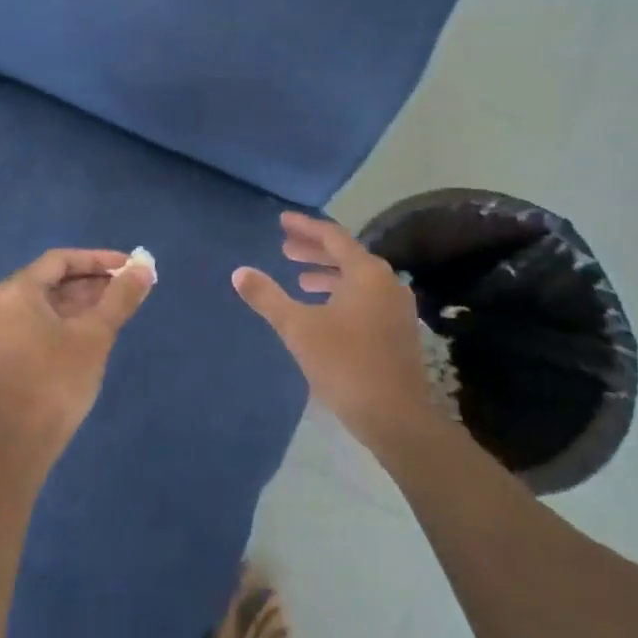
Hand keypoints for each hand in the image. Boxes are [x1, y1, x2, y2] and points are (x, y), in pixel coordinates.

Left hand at [0, 249, 154, 453]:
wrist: (14, 447)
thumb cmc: (56, 381)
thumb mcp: (95, 335)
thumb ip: (120, 297)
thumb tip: (144, 268)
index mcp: (14, 292)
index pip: (60, 260)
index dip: (98, 260)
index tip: (129, 267)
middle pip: (47, 283)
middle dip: (89, 285)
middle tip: (125, 291)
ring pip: (38, 310)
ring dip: (75, 307)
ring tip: (111, 314)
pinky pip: (28, 331)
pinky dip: (56, 327)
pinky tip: (82, 340)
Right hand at [233, 213, 433, 443]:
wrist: (396, 416)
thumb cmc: (345, 364)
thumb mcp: (298, 328)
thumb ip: (267, 297)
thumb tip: (239, 272)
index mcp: (366, 272)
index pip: (332, 236)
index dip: (304, 227)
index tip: (281, 222)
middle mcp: (386, 282)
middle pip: (346, 255)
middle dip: (314, 250)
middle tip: (284, 248)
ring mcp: (397, 306)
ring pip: (357, 278)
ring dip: (327, 274)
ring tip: (299, 279)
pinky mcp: (398, 329)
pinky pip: (366, 297)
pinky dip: (341, 294)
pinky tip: (324, 311)